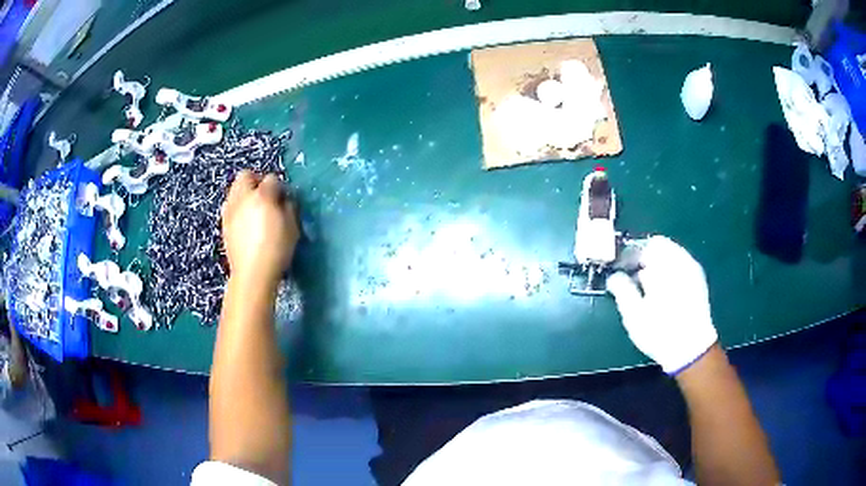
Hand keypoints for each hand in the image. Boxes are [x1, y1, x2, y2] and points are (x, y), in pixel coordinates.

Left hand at [221, 170, 298, 285]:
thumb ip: (289, 207)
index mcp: (262, 195)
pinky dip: (238, 208)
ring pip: (235, 190)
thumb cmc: (276, 250)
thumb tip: (284, 199)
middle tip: (267, 197)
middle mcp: (242, 197)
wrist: (252, 274)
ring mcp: (230, 210)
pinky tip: (246, 223)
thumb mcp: (292, 227)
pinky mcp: (224, 224)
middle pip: (246, 175)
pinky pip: (230, 206)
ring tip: (254, 210)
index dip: (280, 187)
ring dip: (245, 194)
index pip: (272, 179)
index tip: (285, 199)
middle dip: (256, 181)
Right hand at [606, 236, 716, 373]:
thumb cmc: (660, 331)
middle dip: (644, 258)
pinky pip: (680, 265)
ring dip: (657, 265)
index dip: (630, 255)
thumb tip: (614, 276)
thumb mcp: (634, 313)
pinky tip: (661, 291)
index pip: (644, 246)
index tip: (620, 268)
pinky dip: (668, 272)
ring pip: (671, 255)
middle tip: (631, 276)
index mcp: (664, 265)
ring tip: (645, 285)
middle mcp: (681, 261)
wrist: (692, 350)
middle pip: (659, 247)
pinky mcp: (699, 281)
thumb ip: (622, 289)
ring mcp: (692, 270)